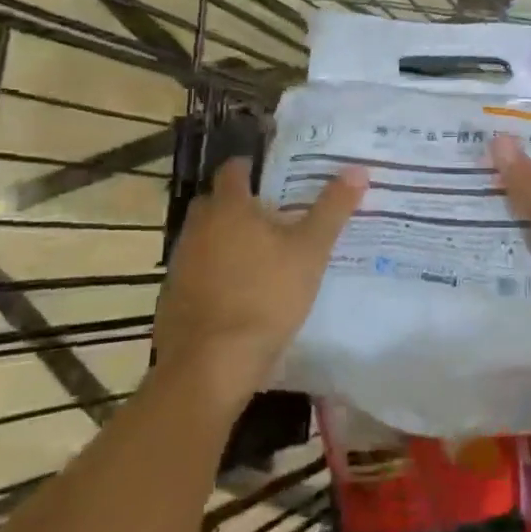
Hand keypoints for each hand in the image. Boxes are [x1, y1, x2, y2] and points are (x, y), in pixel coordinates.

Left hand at [152, 158, 367, 409]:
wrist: (210, 364)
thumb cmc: (265, 296)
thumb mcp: (310, 251)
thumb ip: (332, 209)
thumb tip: (358, 169)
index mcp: (228, 208)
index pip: (233, 170)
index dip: (252, 167)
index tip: (274, 175)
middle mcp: (197, 227)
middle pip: (215, 203)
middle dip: (239, 205)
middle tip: (273, 215)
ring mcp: (180, 263)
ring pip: (204, 238)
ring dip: (226, 241)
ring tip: (260, 255)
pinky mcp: (172, 297)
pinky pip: (197, 272)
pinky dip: (215, 274)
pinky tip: (239, 293)